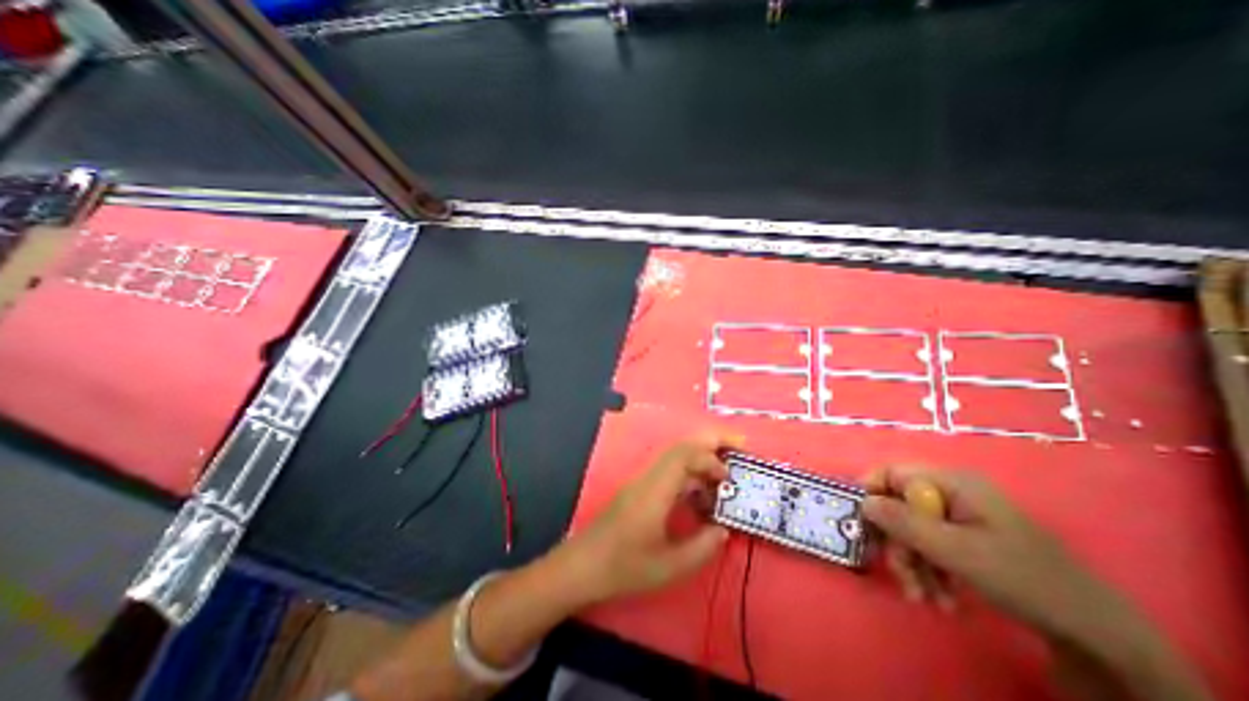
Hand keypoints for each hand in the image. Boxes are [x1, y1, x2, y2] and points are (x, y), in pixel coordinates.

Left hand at [568, 434, 739, 602]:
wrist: (583, 566)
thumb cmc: (623, 567)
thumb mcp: (669, 567)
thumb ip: (701, 547)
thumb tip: (722, 529)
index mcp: (655, 491)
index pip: (684, 456)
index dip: (710, 459)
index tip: (728, 477)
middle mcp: (648, 479)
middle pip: (680, 448)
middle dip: (709, 443)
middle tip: (736, 450)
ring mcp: (642, 482)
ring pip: (674, 458)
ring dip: (699, 460)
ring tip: (722, 478)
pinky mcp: (639, 490)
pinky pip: (668, 472)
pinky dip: (688, 475)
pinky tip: (698, 496)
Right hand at [861, 465, 1111, 640]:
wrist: (1095, 632)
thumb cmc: (1020, 577)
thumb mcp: (954, 549)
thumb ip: (902, 522)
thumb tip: (862, 502)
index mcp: (951, 483)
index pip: (892, 473)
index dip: (871, 493)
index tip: (862, 523)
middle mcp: (952, 493)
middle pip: (900, 507)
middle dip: (898, 544)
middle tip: (904, 577)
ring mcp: (961, 517)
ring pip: (913, 531)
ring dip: (913, 564)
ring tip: (925, 598)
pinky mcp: (967, 539)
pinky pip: (931, 546)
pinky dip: (930, 571)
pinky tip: (942, 598)